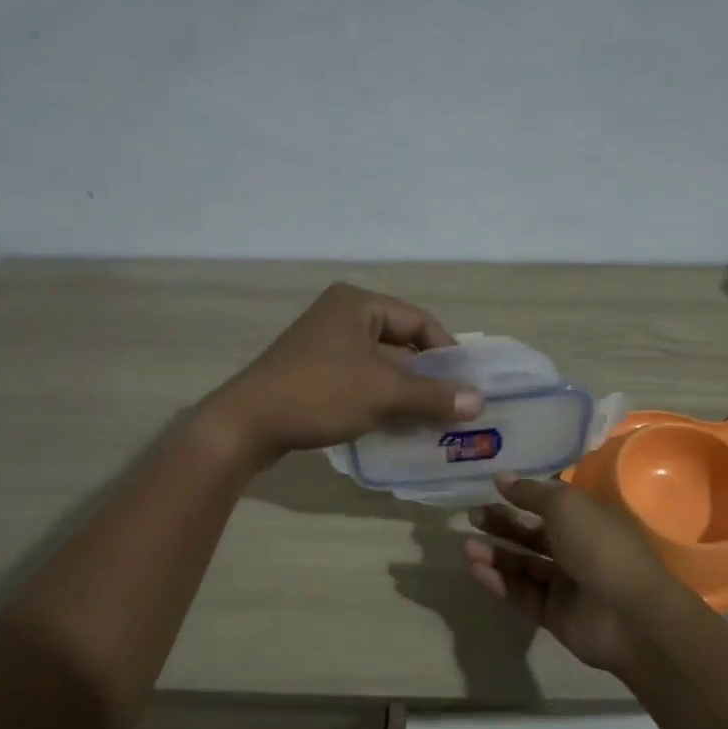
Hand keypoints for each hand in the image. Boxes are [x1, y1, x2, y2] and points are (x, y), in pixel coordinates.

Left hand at [206, 283, 483, 467]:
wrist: (247, 424)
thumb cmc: (320, 394)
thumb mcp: (383, 393)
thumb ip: (433, 396)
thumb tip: (480, 402)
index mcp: (357, 304)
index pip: (418, 322)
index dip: (448, 352)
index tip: (468, 384)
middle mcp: (340, 316)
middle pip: (399, 342)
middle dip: (427, 376)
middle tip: (454, 404)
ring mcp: (322, 344)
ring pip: (379, 364)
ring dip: (405, 391)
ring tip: (431, 419)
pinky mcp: (311, 371)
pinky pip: (358, 379)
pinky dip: (380, 398)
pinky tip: (396, 424)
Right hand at [463, 473, 674, 676]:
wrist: (628, 615)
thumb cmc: (599, 547)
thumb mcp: (565, 506)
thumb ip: (531, 492)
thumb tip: (502, 477)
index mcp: (588, 519)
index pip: (551, 504)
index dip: (522, 494)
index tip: (491, 487)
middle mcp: (577, 549)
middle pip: (533, 534)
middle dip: (503, 524)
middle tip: (472, 516)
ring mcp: (566, 584)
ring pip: (524, 565)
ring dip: (495, 553)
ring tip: (465, 545)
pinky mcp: (553, 614)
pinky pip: (521, 593)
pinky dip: (499, 581)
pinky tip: (474, 569)